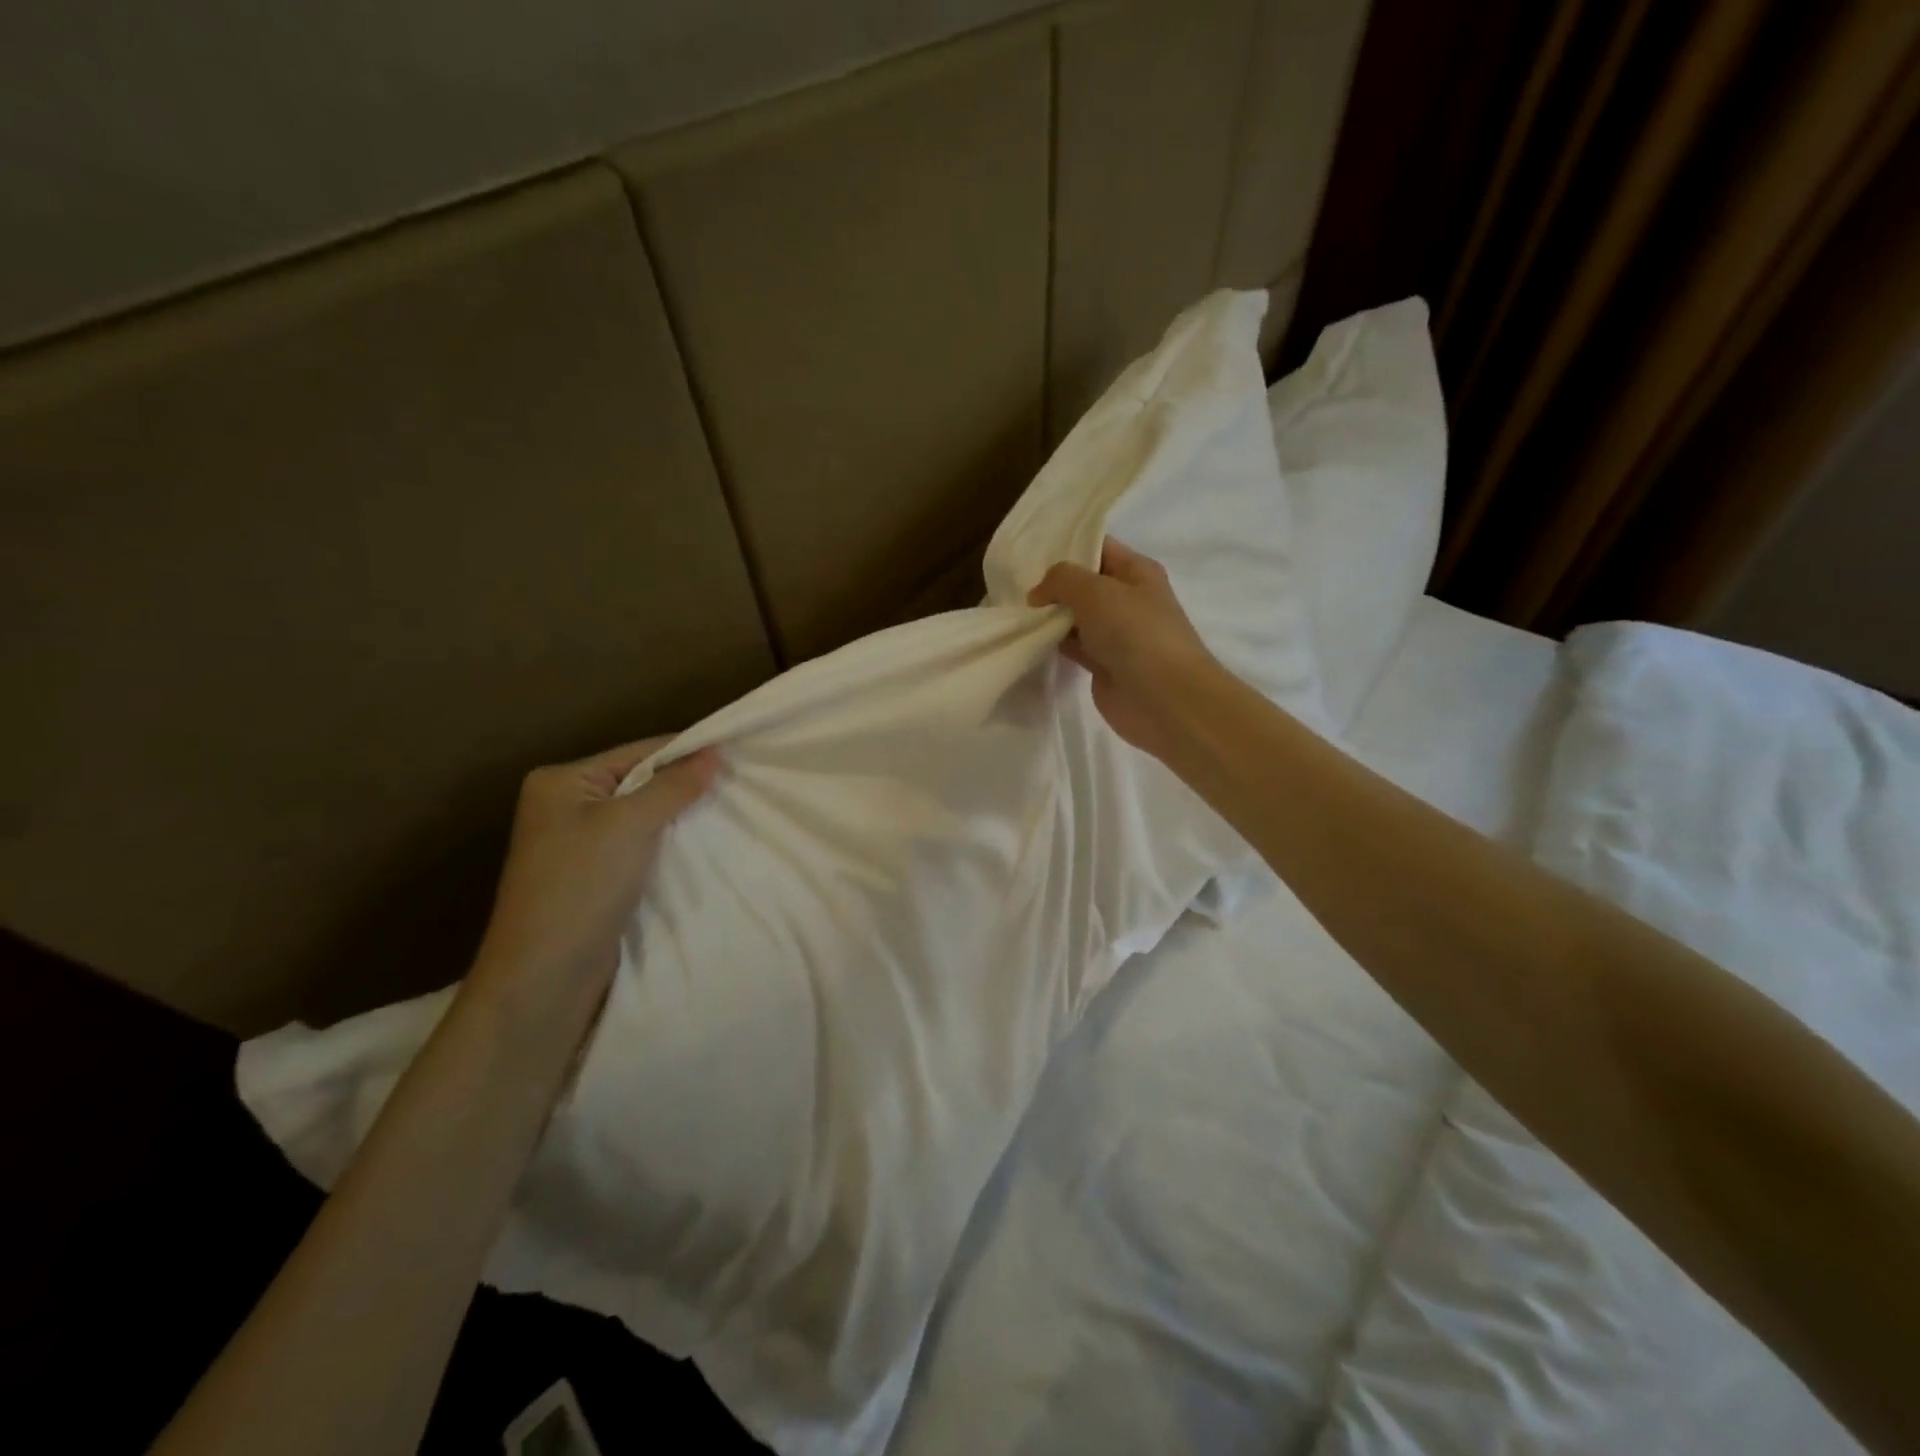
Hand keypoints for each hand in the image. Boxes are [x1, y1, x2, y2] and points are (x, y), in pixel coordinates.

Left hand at [470, 736, 720, 1021]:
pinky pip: (644, 846)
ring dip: (683, 817)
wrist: (546, 977)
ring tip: (733, 810)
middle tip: (741, 784)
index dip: (688, 752)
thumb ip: (673, 786)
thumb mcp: (629, 825)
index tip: (738, 755)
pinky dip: (672, 844)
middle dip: (687, 785)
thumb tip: (715, 752)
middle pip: (642, 782)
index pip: (638, 752)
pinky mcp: (599, 876)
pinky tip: (706, 843)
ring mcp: (582, 844)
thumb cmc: (580, 887)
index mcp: (562, 781)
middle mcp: (569, 806)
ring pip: (647, 816)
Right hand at [1028, 539, 1221, 762]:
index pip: (1099, 547)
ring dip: (1050, 615)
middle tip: (1014, 583)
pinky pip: (1073, 645)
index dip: (1067, 545)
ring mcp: (1116, 634)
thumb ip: (1060, 579)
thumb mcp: (1094, 590)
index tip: (1030, 551)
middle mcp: (1128, 599)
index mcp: (1136, 571)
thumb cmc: (1134, 632)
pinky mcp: (1103, 664)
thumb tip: (1038, 594)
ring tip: (1016, 609)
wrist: (1162, 697)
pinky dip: (1054, 642)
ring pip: (1076, 616)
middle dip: (1052, 583)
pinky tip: (1030, 638)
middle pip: (1084, 583)